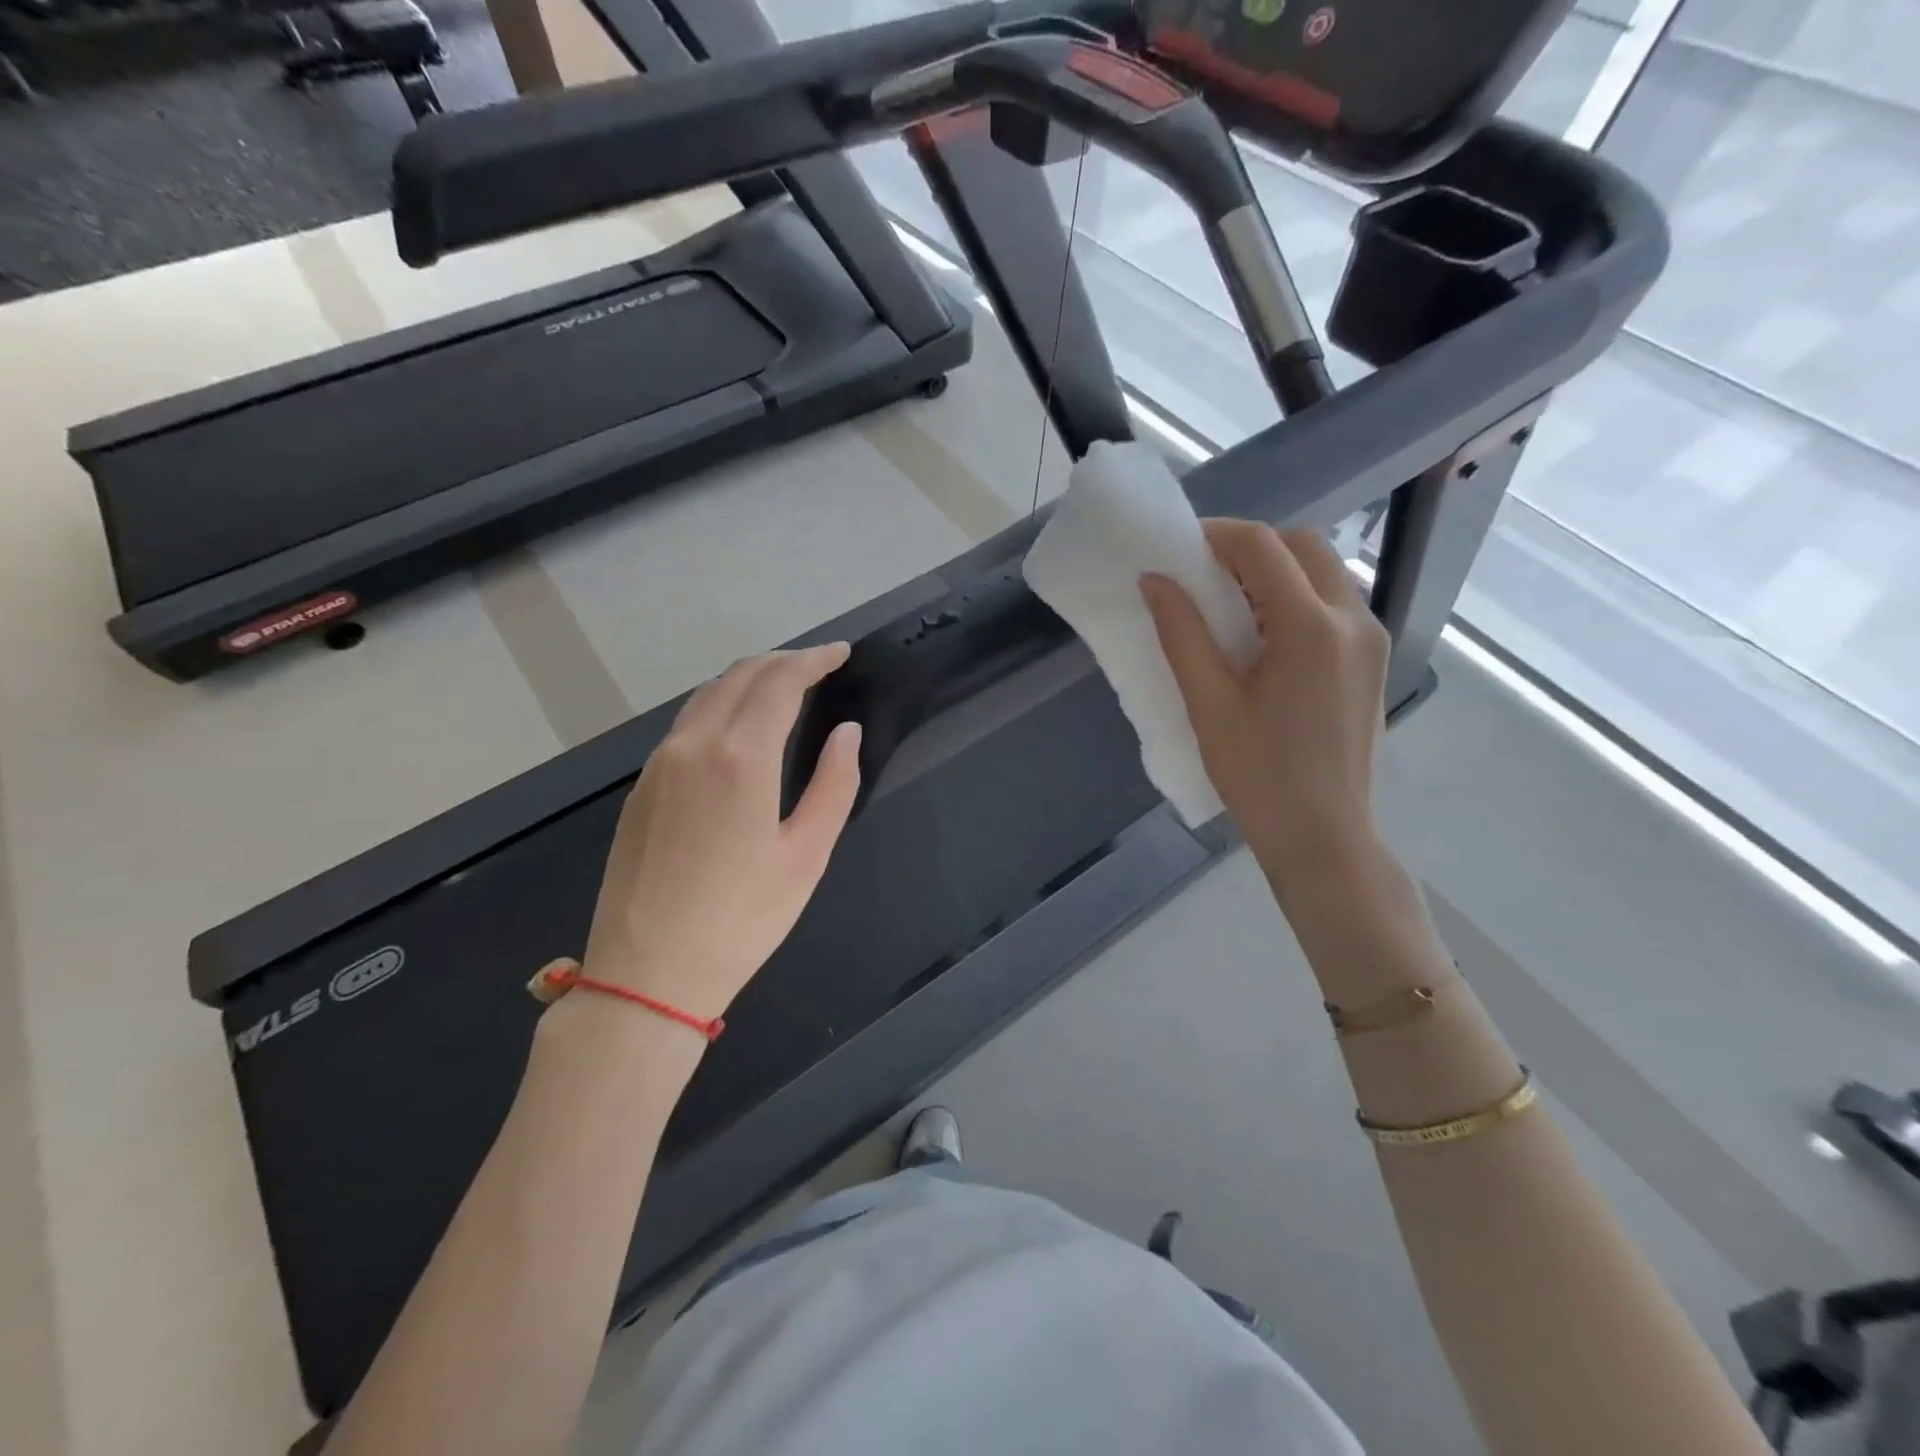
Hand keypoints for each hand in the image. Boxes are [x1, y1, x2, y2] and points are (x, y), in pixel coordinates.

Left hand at [580, 644, 861, 1024]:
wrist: (647, 974)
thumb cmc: (742, 919)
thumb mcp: (807, 855)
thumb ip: (834, 784)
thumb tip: (845, 733)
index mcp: (740, 757)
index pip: (780, 682)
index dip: (814, 659)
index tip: (841, 653)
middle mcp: (693, 745)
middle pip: (739, 676)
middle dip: (782, 661)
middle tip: (818, 666)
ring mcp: (659, 764)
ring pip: (706, 696)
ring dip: (748, 680)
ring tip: (782, 688)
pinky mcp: (641, 788)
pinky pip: (686, 725)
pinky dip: (720, 706)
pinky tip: (738, 728)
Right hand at [1141, 519, 1389, 891]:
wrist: (1324, 836)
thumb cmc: (1258, 776)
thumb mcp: (1208, 704)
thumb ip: (1181, 633)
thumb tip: (1155, 580)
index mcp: (1309, 628)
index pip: (1262, 547)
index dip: (1215, 535)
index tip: (1176, 549)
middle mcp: (1352, 618)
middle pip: (1302, 545)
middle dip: (1249, 546)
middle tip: (1201, 574)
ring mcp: (1371, 638)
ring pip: (1323, 570)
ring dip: (1274, 569)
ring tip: (1228, 604)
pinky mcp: (1372, 659)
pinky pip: (1334, 602)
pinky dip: (1296, 595)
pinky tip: (1263, 633)